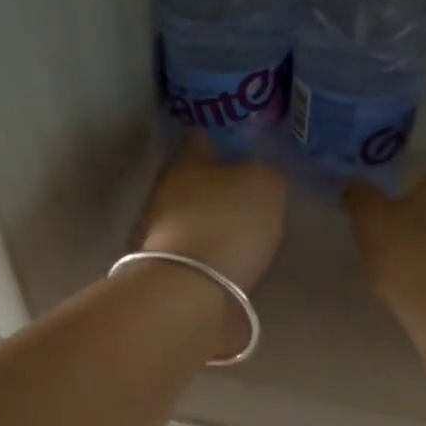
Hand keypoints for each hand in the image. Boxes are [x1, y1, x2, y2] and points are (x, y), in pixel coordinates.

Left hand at [139, 132, 288, 290]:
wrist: (192, 289)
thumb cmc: (229, 222)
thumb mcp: (266, 185)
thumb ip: (266, 173)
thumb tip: (260, 176)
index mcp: (186, 159)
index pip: (206, 137)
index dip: (229, 140)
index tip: (251, 148)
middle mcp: (166, 189)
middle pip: (197, 178)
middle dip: (221, 184)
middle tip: (251, 192)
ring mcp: (160, 230)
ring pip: (194, 214)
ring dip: (215, 219)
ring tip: (245, 230)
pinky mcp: (167, 266)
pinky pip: (196, 248)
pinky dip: (212, 250)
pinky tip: (232, 258)